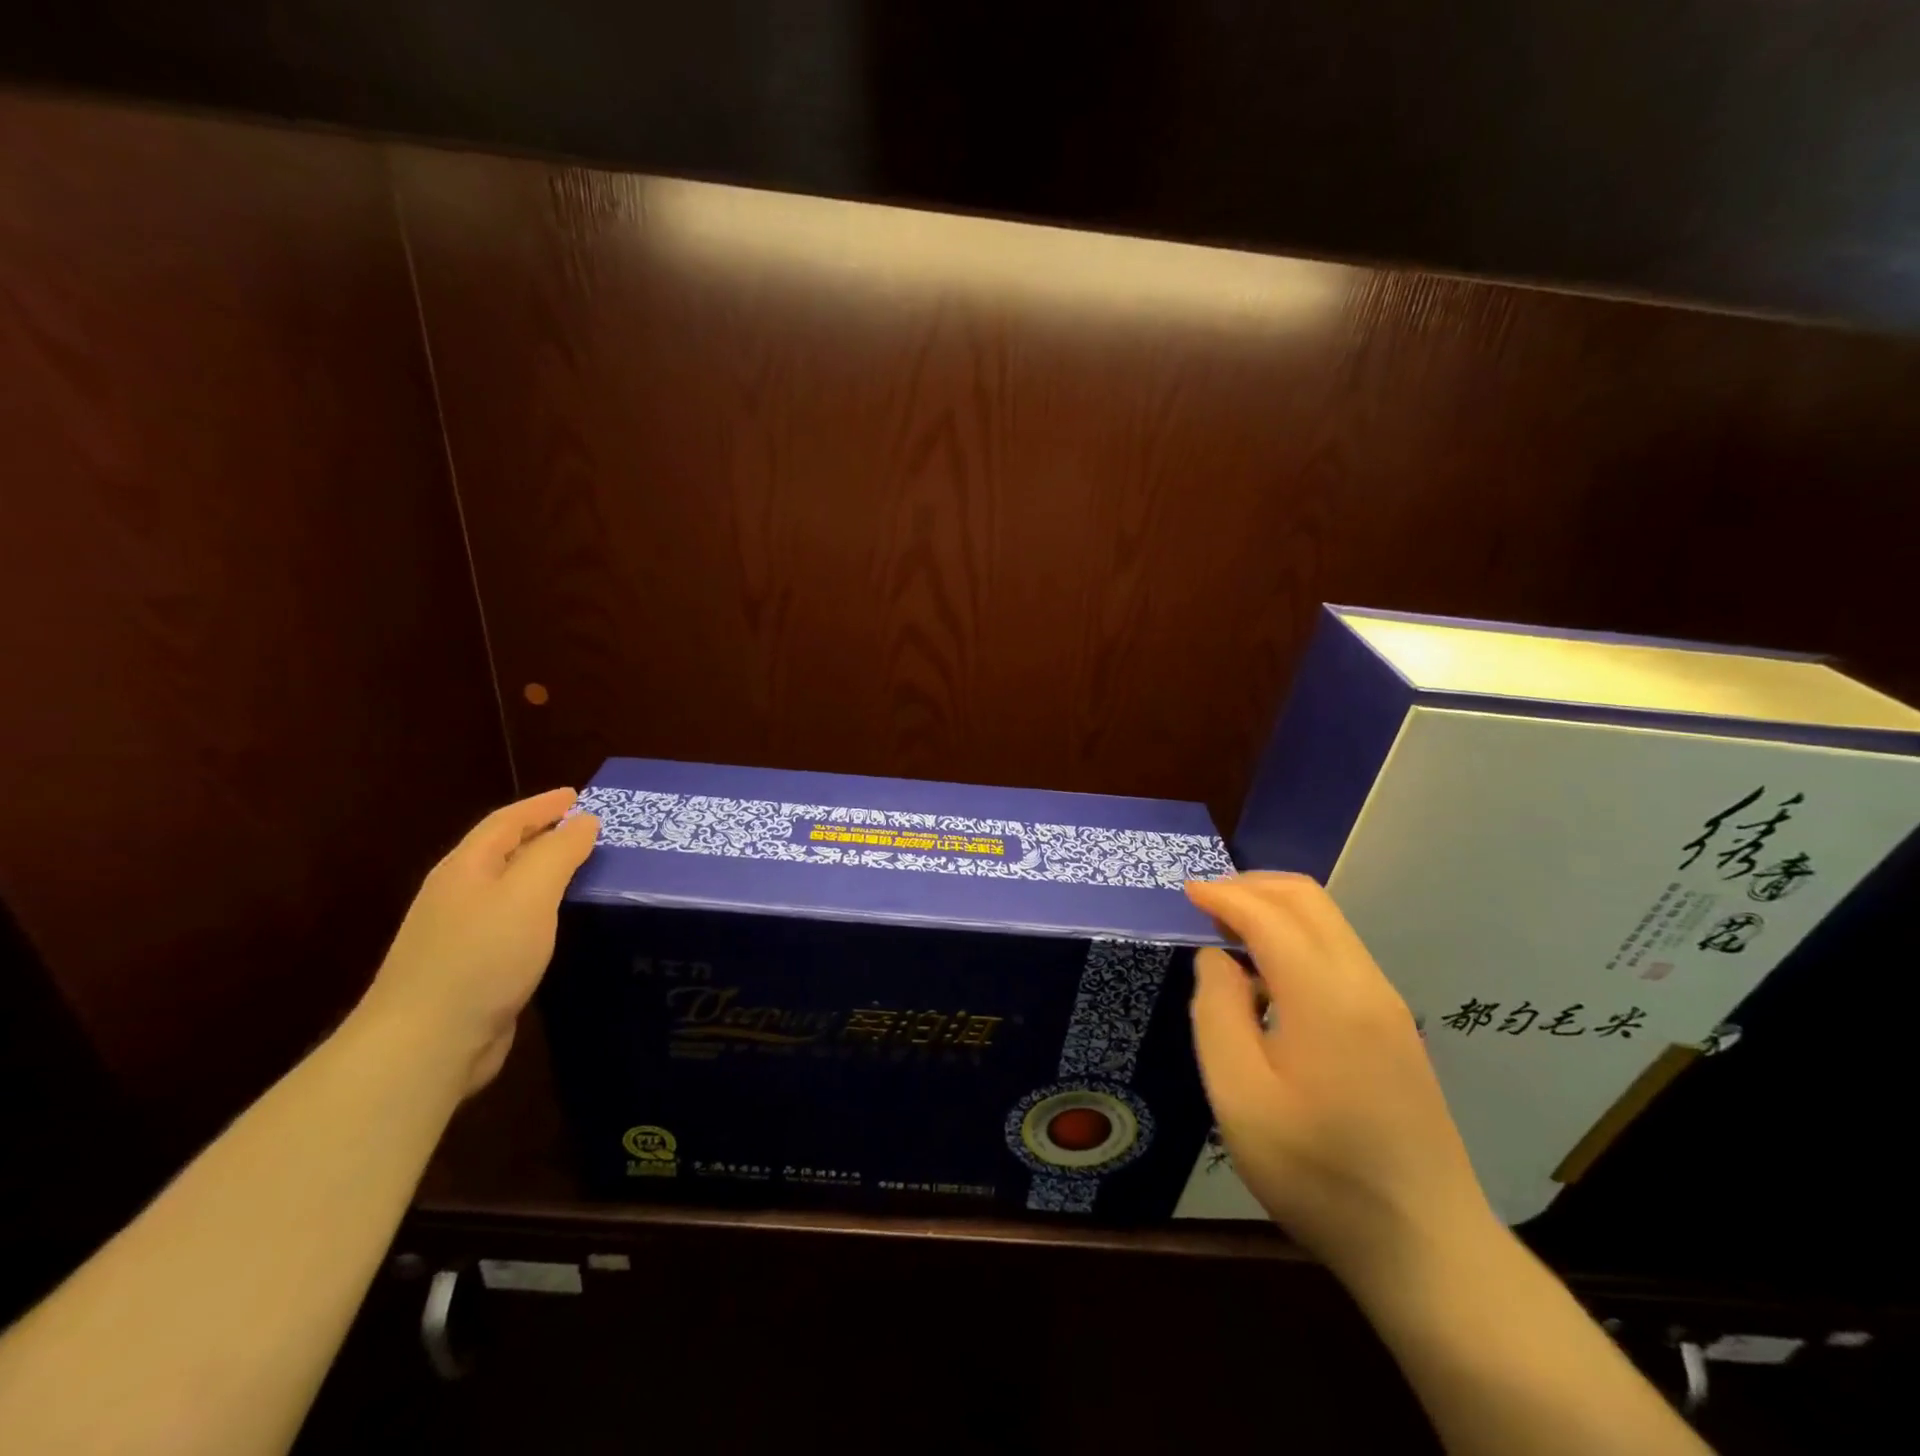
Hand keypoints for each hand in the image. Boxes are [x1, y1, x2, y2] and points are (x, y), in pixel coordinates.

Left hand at [358, 788, 598, 1095]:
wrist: (425, 1044)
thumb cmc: (481, 956)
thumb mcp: (529, 893)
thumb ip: (559, 852)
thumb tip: (584, 821)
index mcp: (466, 869)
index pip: (506, 822)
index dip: (542, 805)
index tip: (578, 795)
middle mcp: (458, 895)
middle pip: (504, 853)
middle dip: (543, 836)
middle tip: (588, 831)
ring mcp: (459, 936)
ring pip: (509, 890)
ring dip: (543, 875)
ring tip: (583, 872)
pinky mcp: (471, 971)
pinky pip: (513, 925)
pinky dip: (540, 912)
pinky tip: (560, 926)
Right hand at [1186, 873, 1495, 1283]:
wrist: (1426, 1247)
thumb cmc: (1317, 1173)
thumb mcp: (1240, 1097)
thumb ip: (1218, 1011)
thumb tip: (1216, 958)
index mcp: (1325, 995)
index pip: (1268, 914)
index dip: (1223, 895)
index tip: (1185, 891)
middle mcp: (1364, 983)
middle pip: (1308, 900)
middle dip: (1251, 886)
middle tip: (1205, 903)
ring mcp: (1387, 1004)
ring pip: (1328, 922)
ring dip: (1275, 909)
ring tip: (1228, 931)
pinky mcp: (1394, 1027)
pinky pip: (1340, 952)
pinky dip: (1296, 937)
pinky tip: (1269, 973)